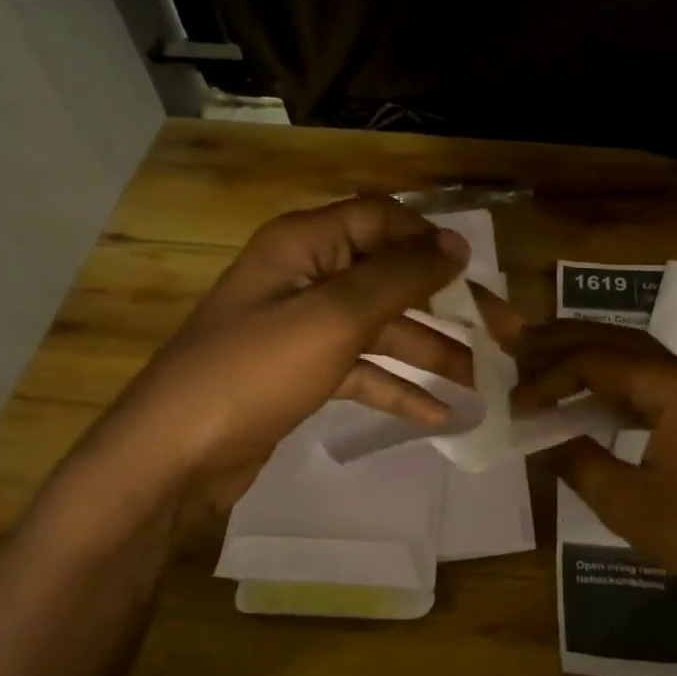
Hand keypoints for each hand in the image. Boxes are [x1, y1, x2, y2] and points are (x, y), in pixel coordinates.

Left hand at [71, 196, 517, 514]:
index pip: (382, 219)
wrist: (172, 456)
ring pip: (382, 327)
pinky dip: (398, 387)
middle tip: (503, 334)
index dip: (431, 241)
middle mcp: (306, 275)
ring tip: (482, 382)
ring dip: (431, 351)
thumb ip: (398, 277)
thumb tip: (455, 244)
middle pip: (390, 277)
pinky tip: (439, 414)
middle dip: (447, 304)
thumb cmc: (253, 372)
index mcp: (305, 244)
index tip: (478, 275)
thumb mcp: (333, 317)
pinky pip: (362, 369)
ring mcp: (303, 327)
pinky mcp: (302, 373)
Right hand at [513, 321, 676, 604]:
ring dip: (584, 354)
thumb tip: (536, 435)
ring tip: (538, 357)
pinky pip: (644, 379)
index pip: (598, 361)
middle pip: (617, 340)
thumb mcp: (627, 503)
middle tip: (517, 344)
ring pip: (631, 355)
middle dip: (563, 341)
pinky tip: (579, 392)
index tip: (516, 403)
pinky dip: (606, 380)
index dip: (550, 377)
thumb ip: (576, 460)